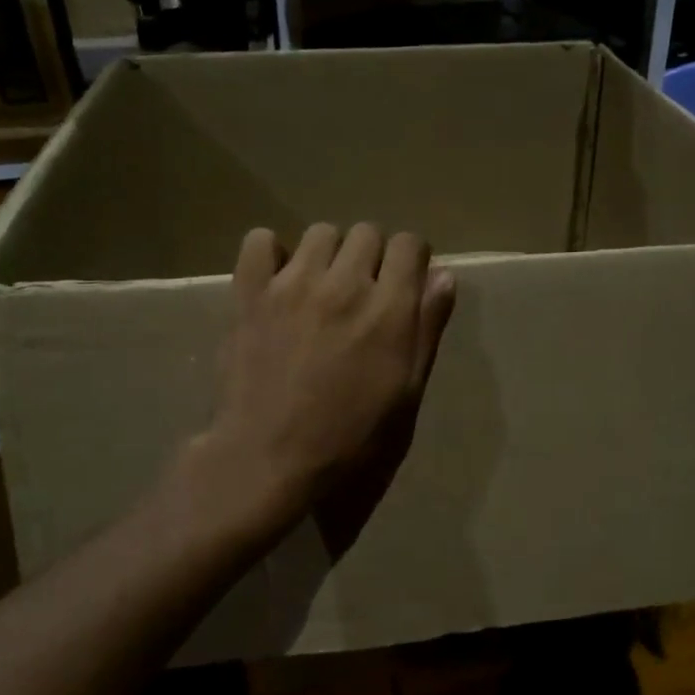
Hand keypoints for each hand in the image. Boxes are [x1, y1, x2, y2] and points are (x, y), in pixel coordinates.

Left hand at [204, 223, 456, 541]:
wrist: (271, 462)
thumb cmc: (351, 441)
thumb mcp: (407, 393)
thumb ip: (427, 328)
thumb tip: (443, 276)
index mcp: (389, 310)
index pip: (409, 244)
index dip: (410, 261)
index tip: (402, 284)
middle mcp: (344, 285)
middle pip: (367, 232)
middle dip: (371, 257)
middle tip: (362, 295)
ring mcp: (293, 285)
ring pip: (320, 233)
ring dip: (328, 254)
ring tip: (320, 290)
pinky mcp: (250, 294)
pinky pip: (259, 241)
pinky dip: (272, 252)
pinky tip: (278, 280)